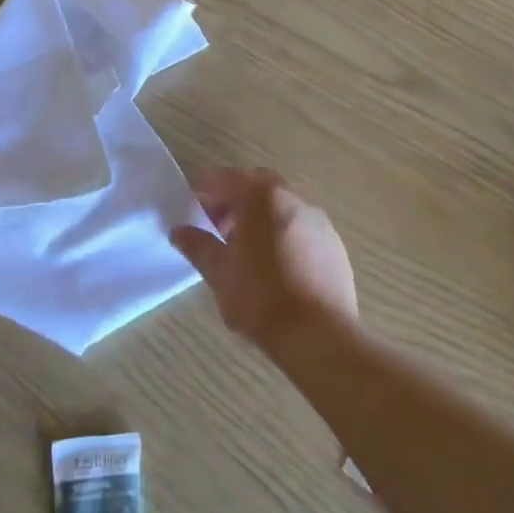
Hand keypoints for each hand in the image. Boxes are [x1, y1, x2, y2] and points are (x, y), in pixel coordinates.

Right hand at [170, 168, 357, 354]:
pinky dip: (282, 232)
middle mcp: (293, 197)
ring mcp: (318, 219)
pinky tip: (274, 263)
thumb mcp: (218, 271)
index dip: (204, 188)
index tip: (190, 203)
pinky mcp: (334, 243)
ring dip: (259, 215)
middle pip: (256, 186)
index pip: (225, 178)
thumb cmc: (260, 296)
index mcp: (261, 196)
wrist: (318, 334)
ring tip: (244, 247)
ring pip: (281, 205)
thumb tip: (179, 231)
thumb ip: (197, 245)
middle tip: (216, 225)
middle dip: (234, 199)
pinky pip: (301, 226)